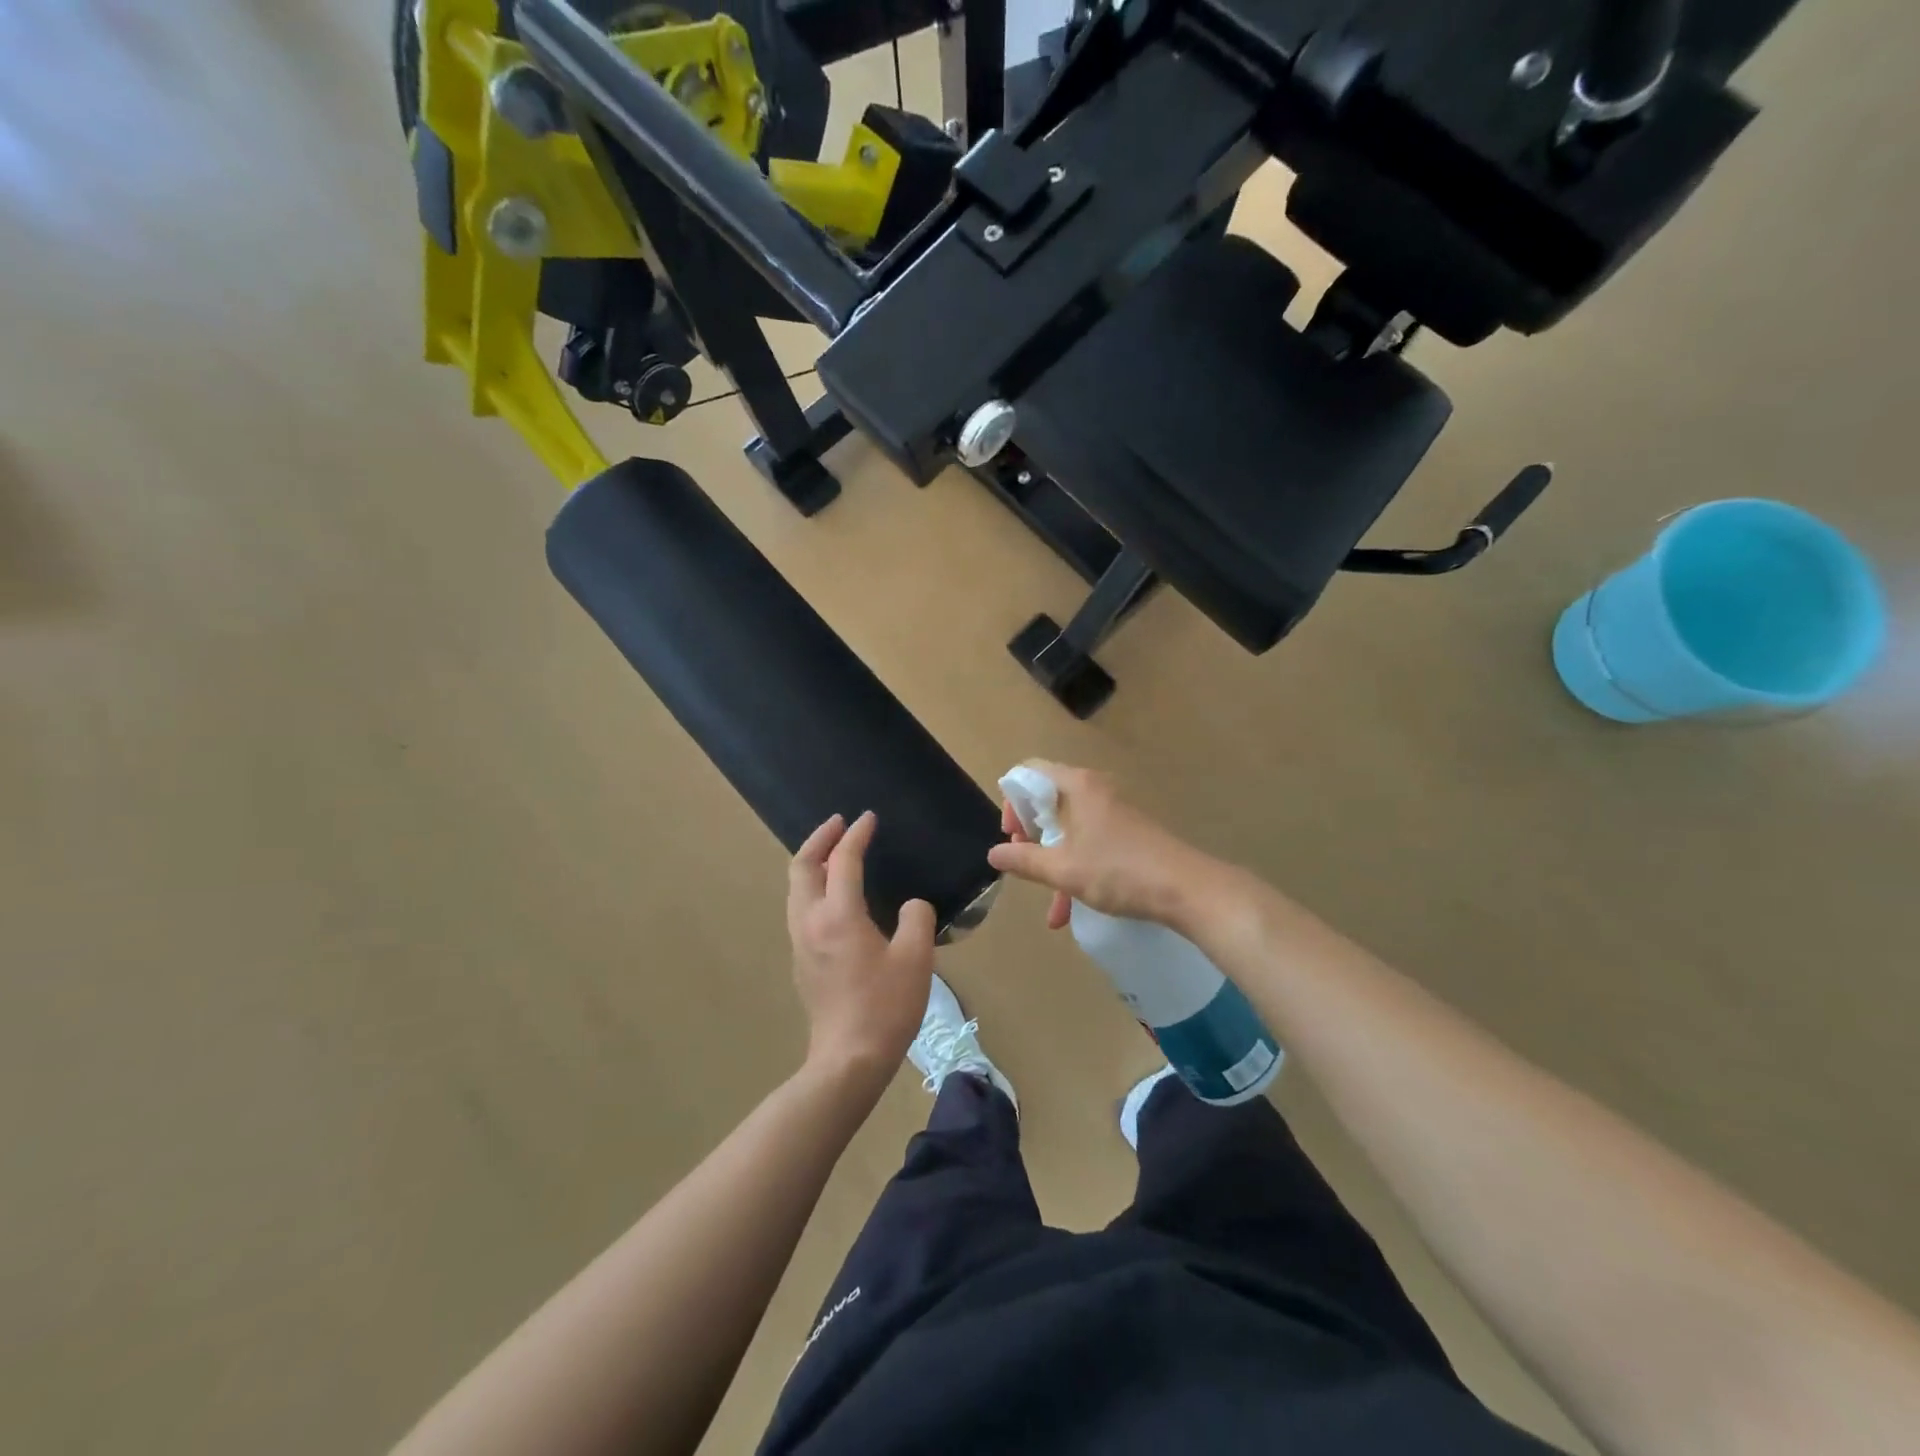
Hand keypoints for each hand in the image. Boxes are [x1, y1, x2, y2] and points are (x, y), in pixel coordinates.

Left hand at [788, 812, 935, 1086]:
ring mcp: (801, 943)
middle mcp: (810, 922)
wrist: (849, 1059)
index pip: (842, 860)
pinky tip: (835, 897)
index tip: (868, 818)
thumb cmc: (885, 1006)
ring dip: (813, 863)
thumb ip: (917, 918)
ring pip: (796, 889)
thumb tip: (911, 907)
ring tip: (835, 855)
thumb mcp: (916, 958)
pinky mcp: (802, 962)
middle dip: (819, 839)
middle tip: (839, 824)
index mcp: (838, 915)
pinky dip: (813, 888)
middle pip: (801, 867)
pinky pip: (801, 909)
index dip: (856, 835)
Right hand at [987, 761, 1222, 930]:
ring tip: (1050, 905)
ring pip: (1068, 830)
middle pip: (1047, 802)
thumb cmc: (1118, 870)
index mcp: (1077, 786)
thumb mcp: (1063, 869)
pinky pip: (1089, 843)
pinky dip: (1075, 869)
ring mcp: (1113, 812)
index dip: (1012, 800)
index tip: (1012, 835)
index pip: (1030, 772)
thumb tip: (993, 854)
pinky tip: (1070, 910)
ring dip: (1053, 864)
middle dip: (1030, 837)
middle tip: (1024, 863)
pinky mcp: (1127, 833)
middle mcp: (1095, 790)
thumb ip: (1024, 860)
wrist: (1186, 889)